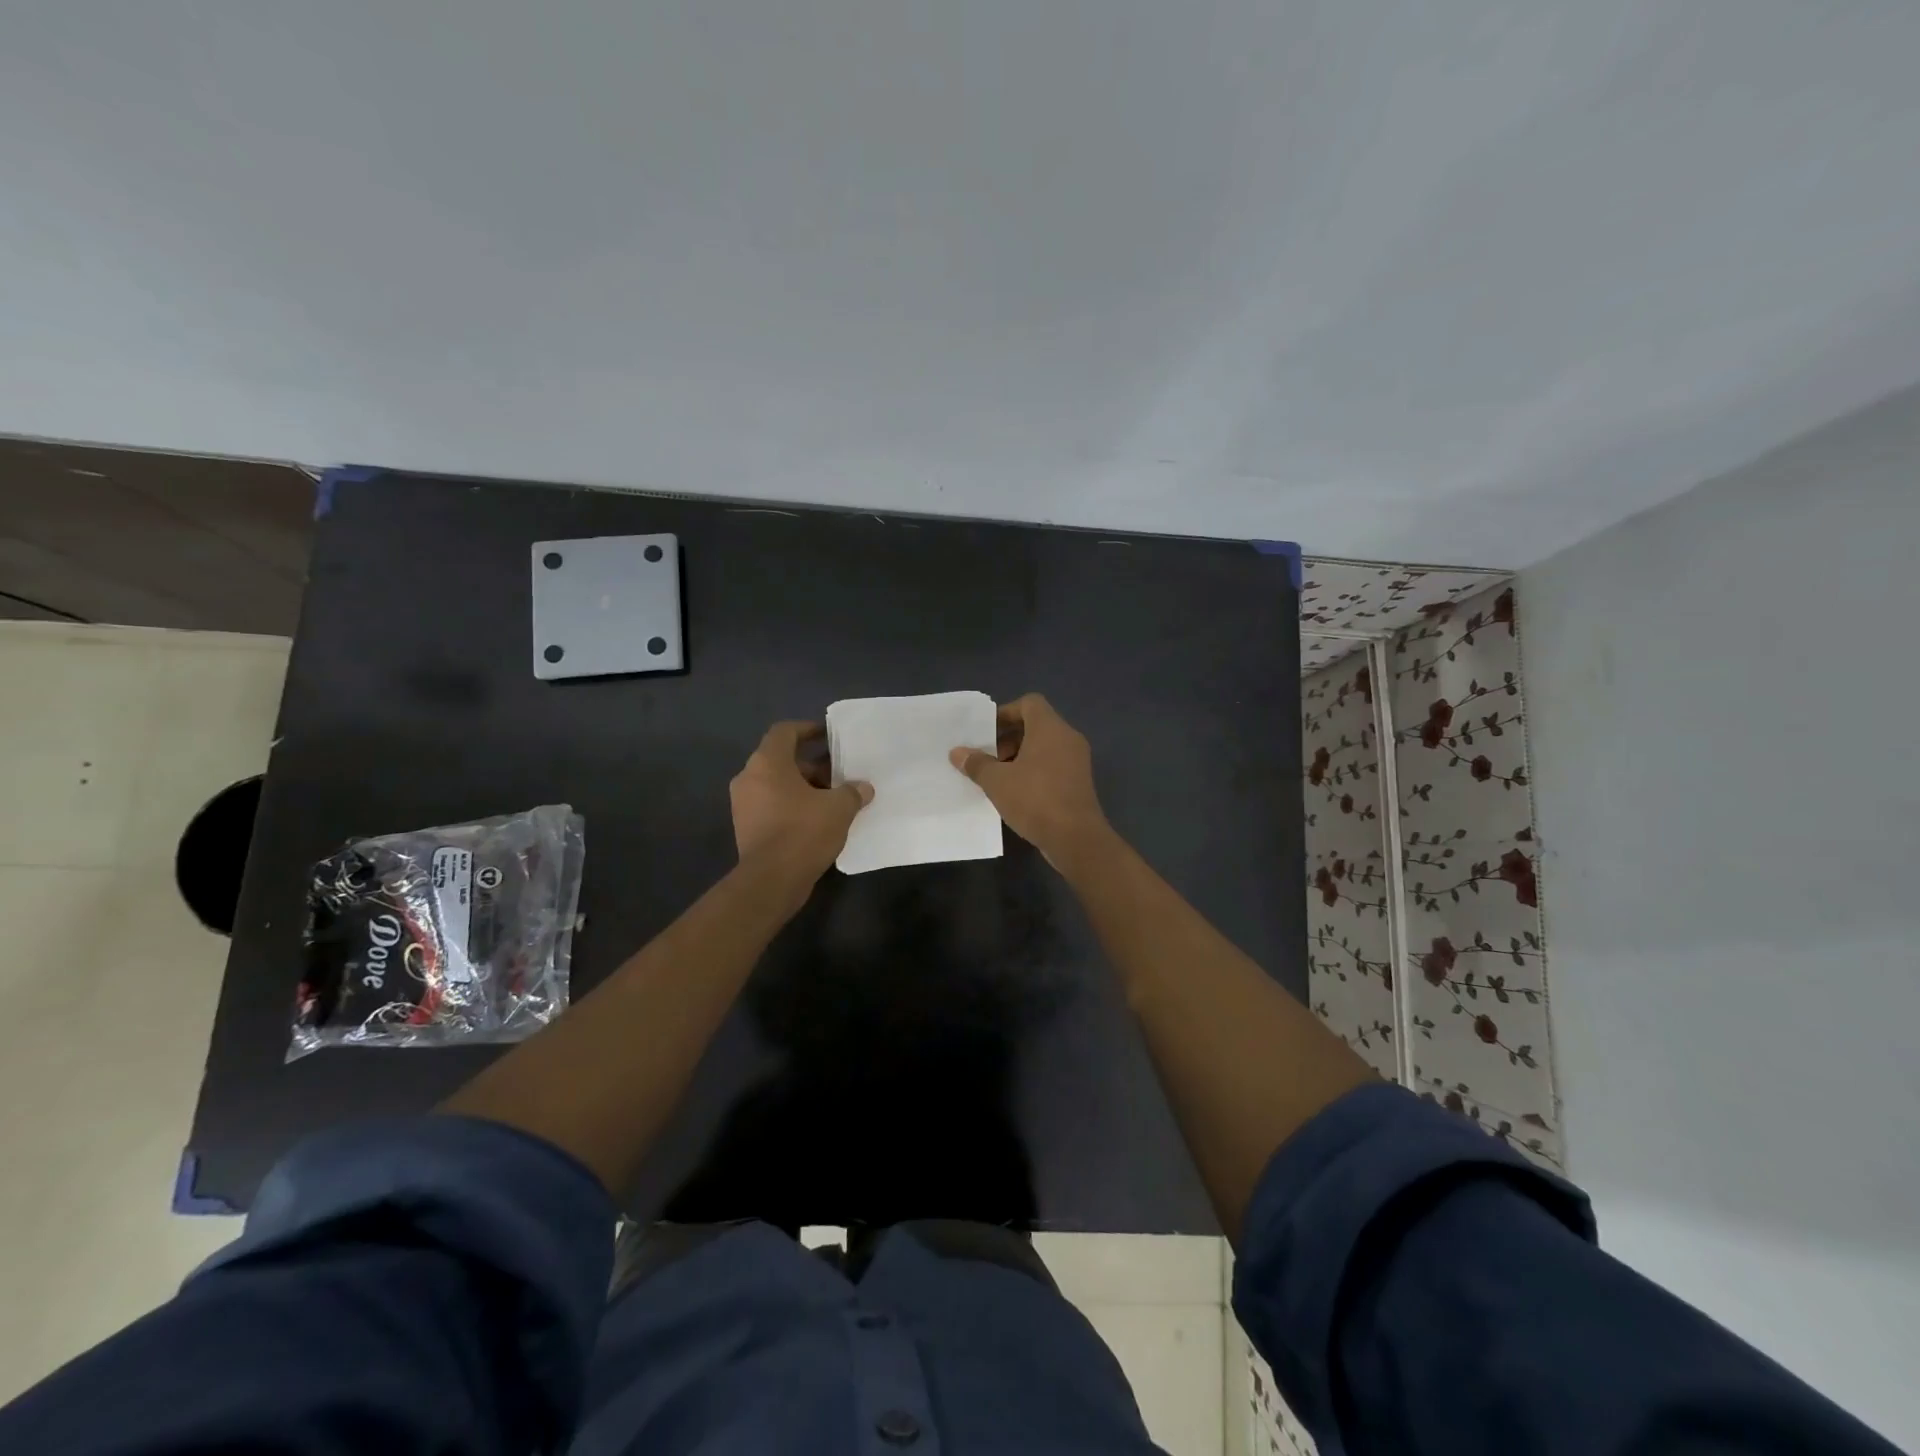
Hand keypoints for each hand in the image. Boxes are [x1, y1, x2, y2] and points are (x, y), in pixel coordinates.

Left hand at [731, 722, 872, 885]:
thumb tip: (863, 787)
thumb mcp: (839, 808)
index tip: (829, 736)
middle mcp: (749, 778)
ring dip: (804, 787)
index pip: (785, 731)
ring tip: (833, 799)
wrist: (770, 881)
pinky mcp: (746, 827)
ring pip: (777, 784)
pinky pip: (772, 805)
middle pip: (782, 759)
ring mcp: (744, 805)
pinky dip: (792, 806)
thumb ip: (853, 792)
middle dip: (812, 765)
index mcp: (767, 763)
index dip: (808, 729)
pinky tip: (818, 820)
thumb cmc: (803, 832)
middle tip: (839, 774)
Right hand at [950, 694, 1110, 868]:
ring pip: (1044, 747)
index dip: (1005, 712)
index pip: (1029, 703)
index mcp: (1050, 728)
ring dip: (1019, 756)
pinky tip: (1015, 792)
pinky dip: (1034, 771)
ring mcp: (1077, 761)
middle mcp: (1068, 738)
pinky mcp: (1079, 782)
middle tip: (987, 757)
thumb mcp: (997, 782)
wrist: (1076, 839)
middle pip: (1036, 725)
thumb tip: (957, 752)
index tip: (986, 731)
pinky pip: (1053, 765)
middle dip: (1008, 738)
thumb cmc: (1035, 800)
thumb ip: (977, 763)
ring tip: (997, 777)